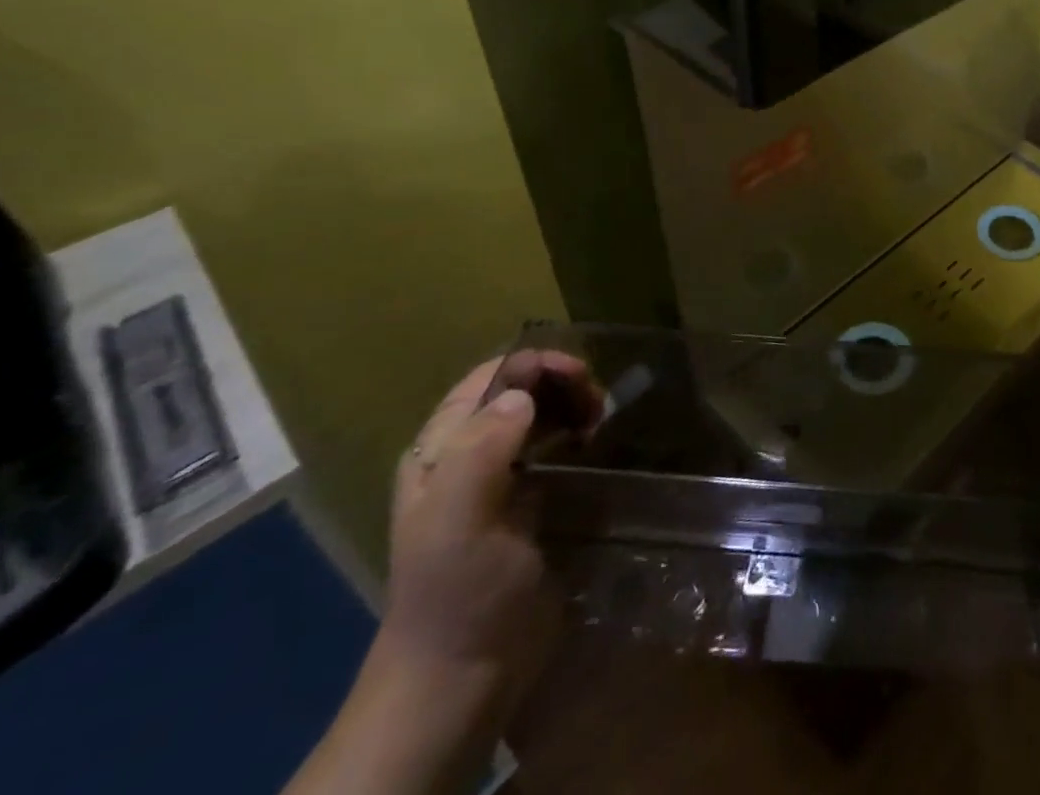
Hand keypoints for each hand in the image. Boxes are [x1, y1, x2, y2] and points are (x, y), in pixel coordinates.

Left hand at [377, 351, 601, 708]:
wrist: (464, 675)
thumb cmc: (458, 591)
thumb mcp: (458, 520)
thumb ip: (482, 450)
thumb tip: (523, 394)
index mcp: (439, 451)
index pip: (488, 379)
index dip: (534, 365)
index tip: (579, 374)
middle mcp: (465, 456)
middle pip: (518, 391)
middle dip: (560, 382)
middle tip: (597, 401)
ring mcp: (498, 481)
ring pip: (539, 416)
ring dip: (572, 405)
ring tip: (599, 421)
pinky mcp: (528, 504)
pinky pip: (554, 449)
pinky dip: (577, 434)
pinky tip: (594, 444)